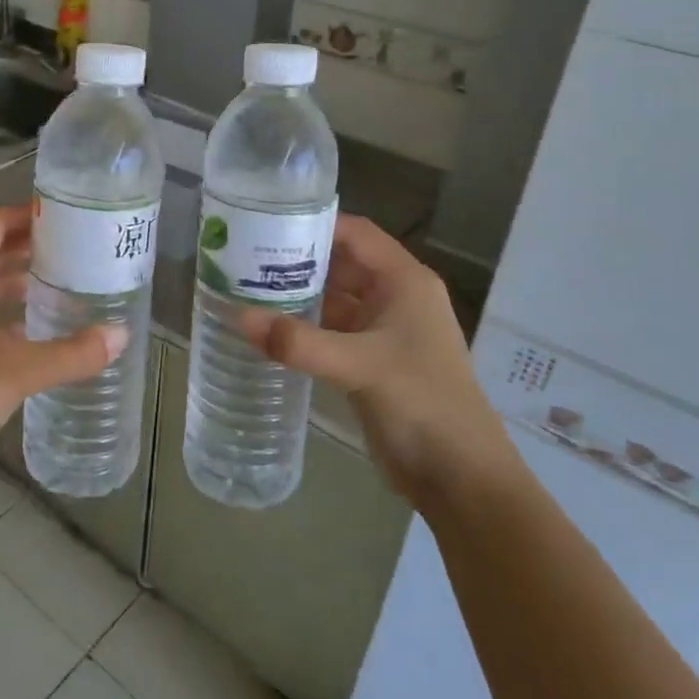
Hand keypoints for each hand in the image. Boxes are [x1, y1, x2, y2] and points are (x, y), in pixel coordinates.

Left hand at [0, 205, 126, 497]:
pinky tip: (40, 322)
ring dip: (19, 276)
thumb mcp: (18, 371)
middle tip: (74, 243)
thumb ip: (72, 353)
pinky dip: (10, 308)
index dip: (23, 215)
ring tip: (64, 274)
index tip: (63, 213)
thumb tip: (121, 335)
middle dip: (28, 244)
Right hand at [240, 214, 520, 513]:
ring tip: (244, 286)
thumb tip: (239, 317)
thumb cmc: (422, 403)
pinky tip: (267, 328)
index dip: (315, 223)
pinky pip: (330, 331)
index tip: (266, 221)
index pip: (356, 234)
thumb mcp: (360, 366)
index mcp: (404, 281)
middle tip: (243, 254)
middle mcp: (393, 297)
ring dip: (296, 294)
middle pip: (340, 263)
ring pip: (333, 299)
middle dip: (297, 259)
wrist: (460, 477)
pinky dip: (302, 327)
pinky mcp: (369, 361)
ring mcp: (382, 331)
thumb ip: (299, 342)